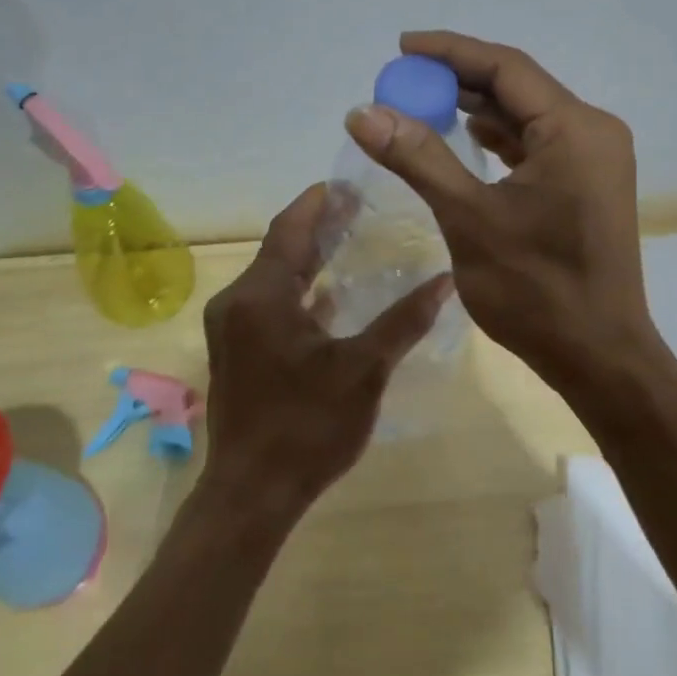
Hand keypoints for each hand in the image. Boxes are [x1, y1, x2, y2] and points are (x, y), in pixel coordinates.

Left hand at [199, 183, 453, 524]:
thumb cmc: (306, 427)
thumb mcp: (363, 370)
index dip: (317, 202)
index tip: (347, 182)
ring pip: (272, 278)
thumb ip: (403, 321)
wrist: (251, 493)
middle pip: (279, 249)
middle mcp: (237, 302)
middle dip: (316, 227)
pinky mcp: (234, 353)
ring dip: (307, 260)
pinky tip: (328, 299)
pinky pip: (267, 305)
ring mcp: (230, 329)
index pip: (289, 228)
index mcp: (261, 295)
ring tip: (348, 243)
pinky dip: (297, 293)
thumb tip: (446, 280)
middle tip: (358, 209)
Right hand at [343, 30, 653, 392]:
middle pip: (517, 87)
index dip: (450, 51)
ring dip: (475, 109)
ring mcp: (593, 161)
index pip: (506, 67)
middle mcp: (592, 132)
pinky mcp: (585, 186)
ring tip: (422, 104)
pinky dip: (497, 139)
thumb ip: (418, 158)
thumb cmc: (536, 290)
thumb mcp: (469, 218)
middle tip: (402, 81)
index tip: (401, 47)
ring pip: (526, 117)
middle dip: (458, 81)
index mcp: (574, 129)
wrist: (598, 357)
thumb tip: (363, 112)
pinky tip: (464, 137)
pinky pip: (535, 145)